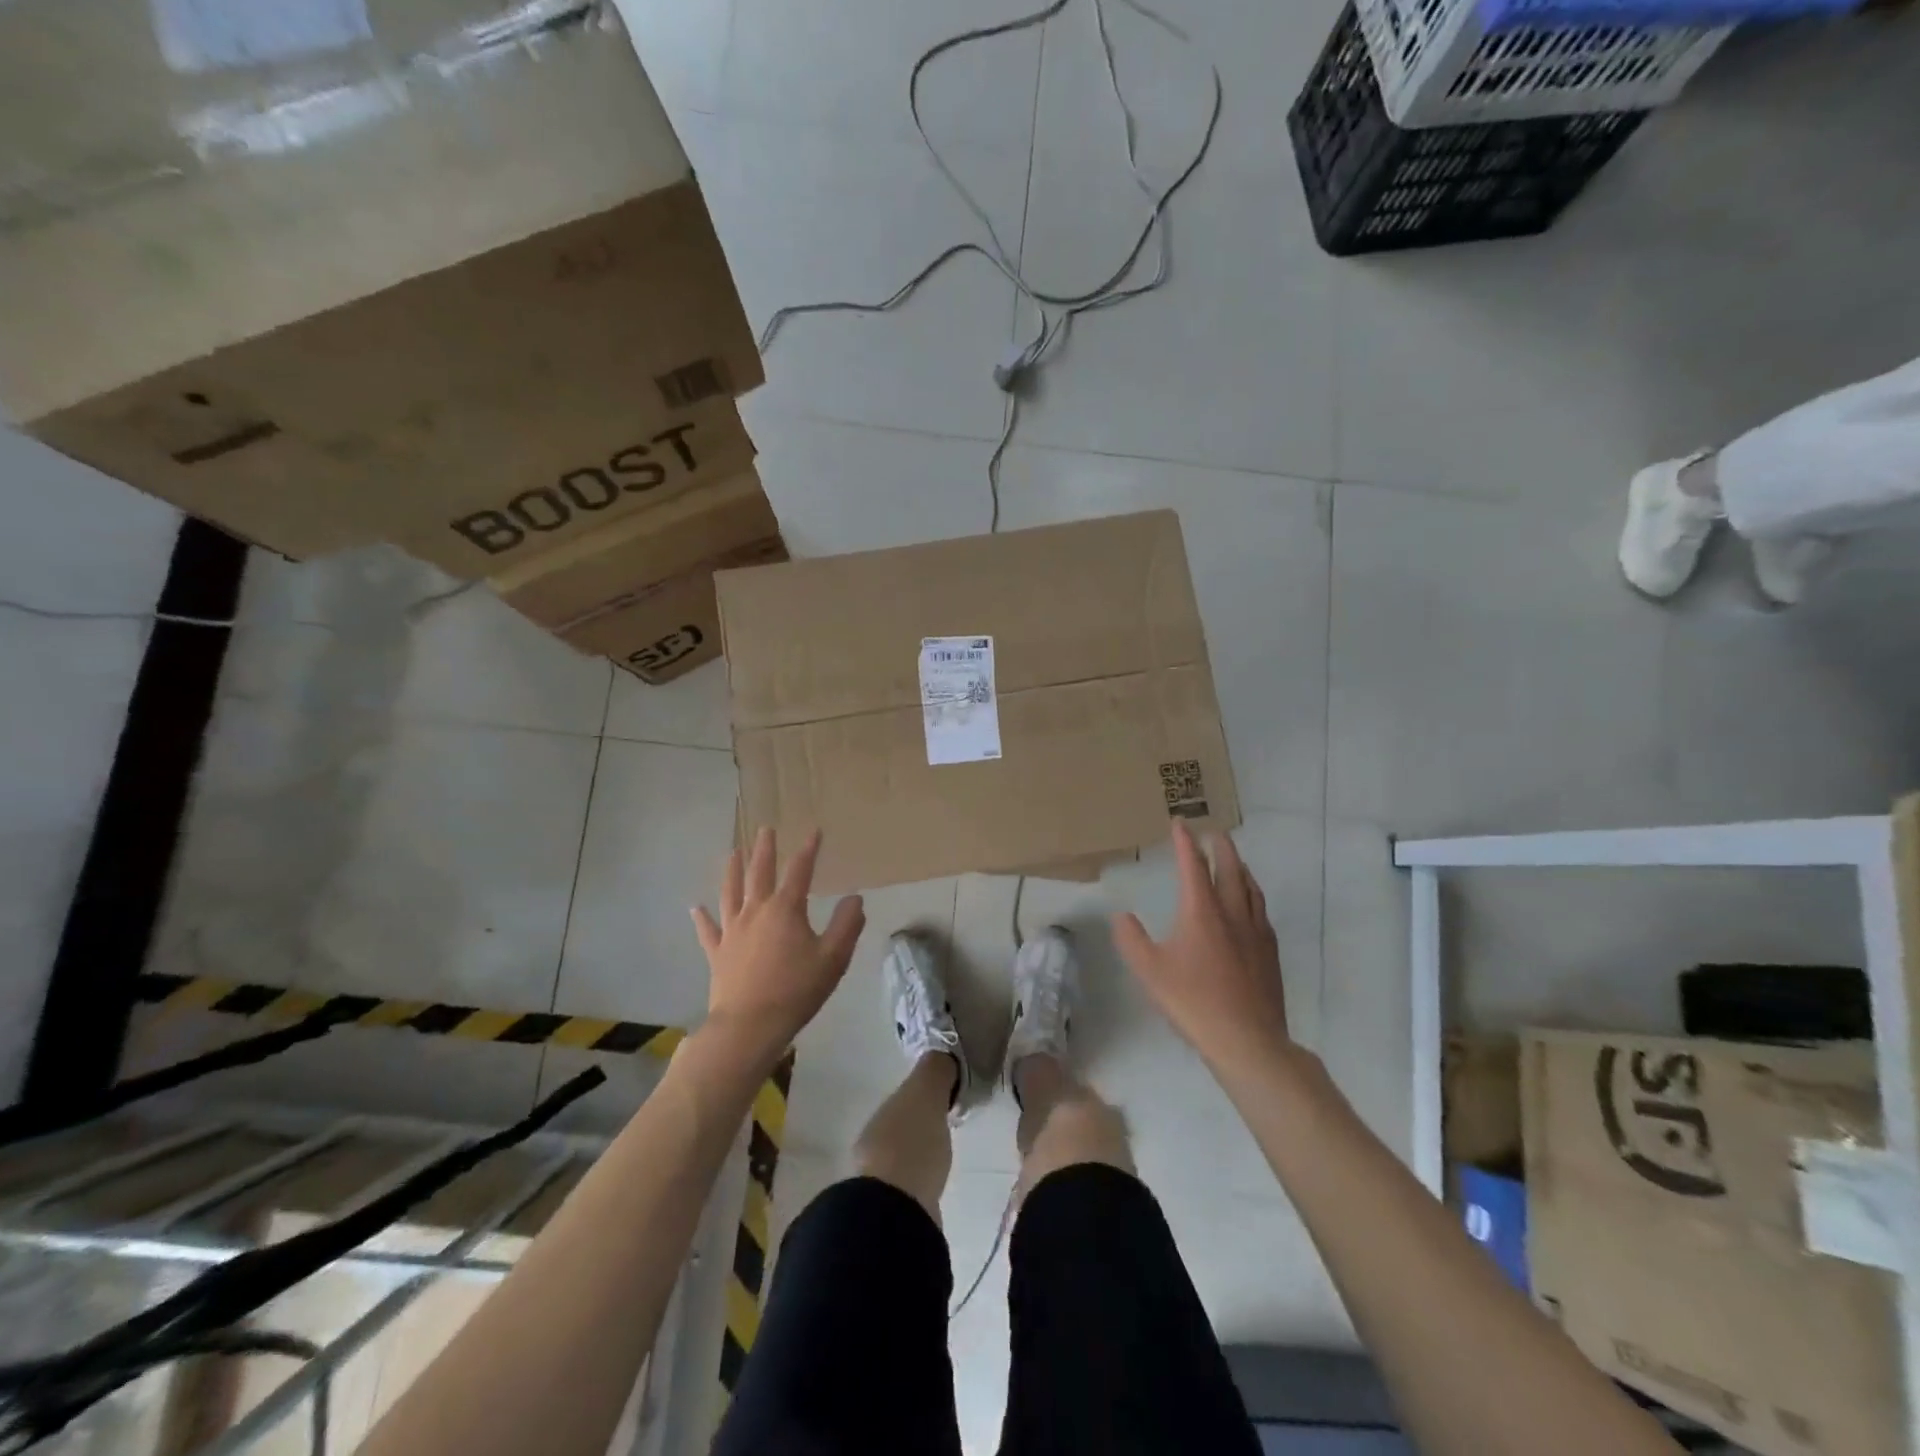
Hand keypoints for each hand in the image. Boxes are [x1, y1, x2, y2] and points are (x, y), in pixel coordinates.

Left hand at [692, 828, 864, 1065]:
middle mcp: (756, 911)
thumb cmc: (796, 990)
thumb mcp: (834, 957)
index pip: (800, 871)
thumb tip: (854, 898)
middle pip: (759, 873)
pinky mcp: (717, 953)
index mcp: (786, 909)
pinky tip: (695, 908)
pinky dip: (701, 918)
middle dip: (765, 850)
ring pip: (730, 893)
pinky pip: (708, 930)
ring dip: (732, 871)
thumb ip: (847, 925)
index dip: (809, 850)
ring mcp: (732, 931)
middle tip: (765, 829)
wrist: (749, 1026)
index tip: (814, 831)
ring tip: (732, 853)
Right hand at [1112, 820, 1291, 1077]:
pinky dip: (1252, 894)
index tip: (1180, 823)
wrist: (1248, 1040)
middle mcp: (1232, 913)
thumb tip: (1121, 915)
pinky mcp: (1270, 952)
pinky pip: (1261, 910)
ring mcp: (1256, 932)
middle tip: (1215, 832)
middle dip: (1221, 847)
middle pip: (1230, 869)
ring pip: (1250, 888)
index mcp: (1201, 912)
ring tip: (1235, 860)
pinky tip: (1250, 905)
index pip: (1193, 866)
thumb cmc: (1193, 1002)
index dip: (1185, 843)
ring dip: (1240, 868)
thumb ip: (1132, 940)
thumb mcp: (1150, 972)